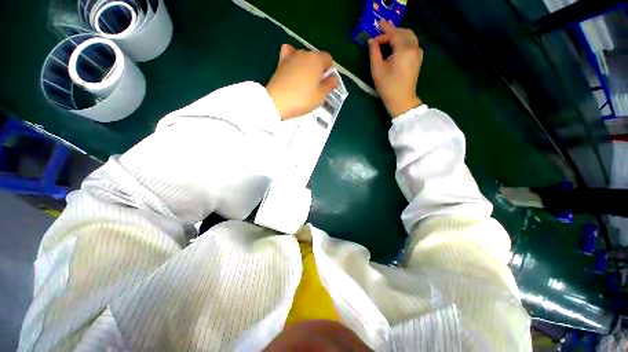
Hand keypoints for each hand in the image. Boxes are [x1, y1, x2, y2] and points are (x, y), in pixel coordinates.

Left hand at [266, 44, 338, 119]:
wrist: (277, 102)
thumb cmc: (302, 99)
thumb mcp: (321, 96)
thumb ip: (330, 85)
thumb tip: (334, 78)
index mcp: (317, 60)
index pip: (329, 59)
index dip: (329, 71)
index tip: (325, 84)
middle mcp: (305, 53)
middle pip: (316, 58)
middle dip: (318, 69)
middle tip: (315, 86)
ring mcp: (291, 56)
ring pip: (304, 58)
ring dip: (306, 66)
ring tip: (303, 81)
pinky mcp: (280, 62)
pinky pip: (289, 54)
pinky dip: (292, 59)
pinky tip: (292, 68)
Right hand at [369, 21, 423, 117]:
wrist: (402, 101)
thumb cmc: (388, 87)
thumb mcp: (377, 70)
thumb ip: (374, 53)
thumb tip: (372, 41)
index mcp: (404, 50)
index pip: (394, 34)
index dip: (384, 30)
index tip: (376, 27)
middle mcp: (413, 48)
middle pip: (404, 32)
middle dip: (392, 31)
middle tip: (381, 33)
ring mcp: (417, 54)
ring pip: (410, 37)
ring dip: (399, 35)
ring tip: (387, 40)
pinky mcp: (418, 59)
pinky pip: (412, 43)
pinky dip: (404, 41)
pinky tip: (396, 47)